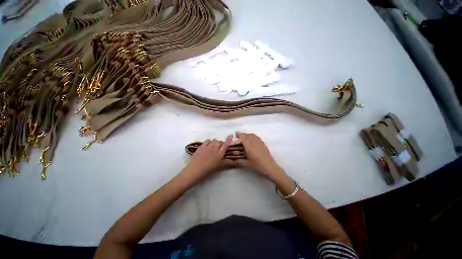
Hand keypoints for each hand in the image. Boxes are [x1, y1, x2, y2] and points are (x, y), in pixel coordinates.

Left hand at [183, 135, 237, 182]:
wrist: (196, 169)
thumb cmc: (209, 169)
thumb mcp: (220, 166)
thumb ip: (228, 163)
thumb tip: (238, 162)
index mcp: (220, 154)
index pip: (225, 144)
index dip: (228, 139)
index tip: (230, 135)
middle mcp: (214, 148)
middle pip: (219, 142)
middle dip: (221, 143)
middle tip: (220, 147)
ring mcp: (207, 146)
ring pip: (213, 140)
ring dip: (215, 142)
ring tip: (214, 146)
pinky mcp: (201, 146)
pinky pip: (207, 141)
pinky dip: (209, 142)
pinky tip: (208, 145)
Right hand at [235, 132, 283, 178]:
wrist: (269, 166)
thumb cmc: (257, 165)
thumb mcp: (247, 163)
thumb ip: (240, 161)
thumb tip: (234, 160)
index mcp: (249, 146)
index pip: (243, 137)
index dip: (239, 135)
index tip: (235, 134)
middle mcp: (254, 142)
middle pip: (247, 135)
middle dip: (243, 134)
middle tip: (239, 136)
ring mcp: (259, 142)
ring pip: (253, 135)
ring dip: (248, 135)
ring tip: (245, 138)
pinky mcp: (263, 144)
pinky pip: (257, 137)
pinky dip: (253, 137)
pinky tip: (252, 141)